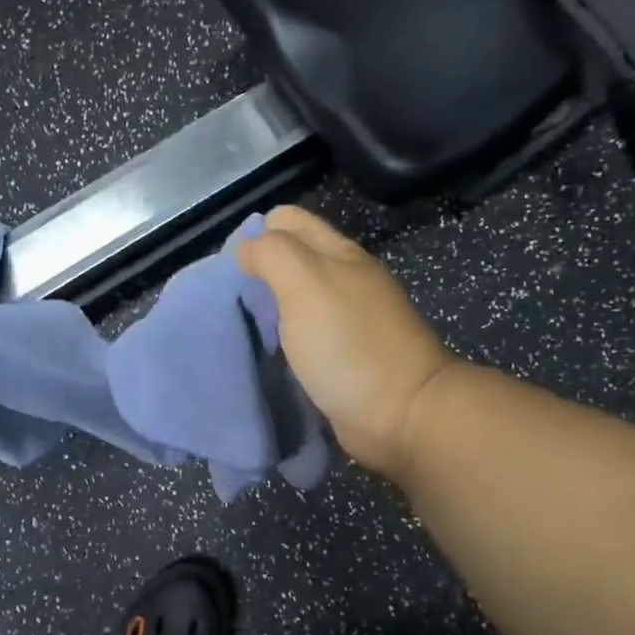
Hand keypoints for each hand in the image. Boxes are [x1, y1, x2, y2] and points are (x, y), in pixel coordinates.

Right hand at [236, 206, 457, 482]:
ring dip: (268, 308)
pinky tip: (267, 352)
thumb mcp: (305, 283)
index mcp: (338, 253)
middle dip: (257, 272)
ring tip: (243, 329)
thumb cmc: (349, 344)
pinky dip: (282, 338)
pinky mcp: (344, 355)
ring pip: (295, 298)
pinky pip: (303, 334)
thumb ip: (272, 254)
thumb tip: (246, 248)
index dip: (255, 234)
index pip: (287, 220)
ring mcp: (348, 319)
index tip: (231, 271)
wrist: (402, 414)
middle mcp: (344, 278)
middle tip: (232, 303)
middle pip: (290, 258)